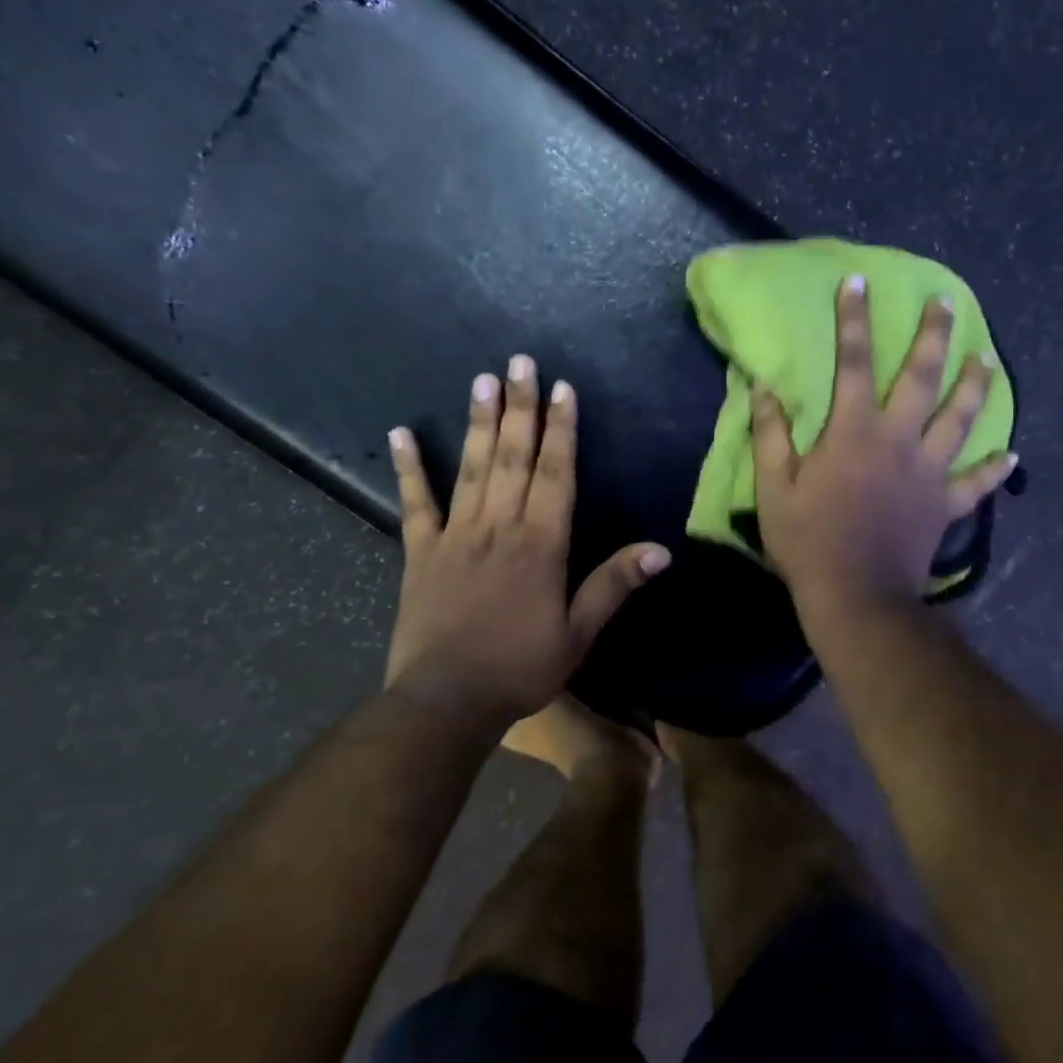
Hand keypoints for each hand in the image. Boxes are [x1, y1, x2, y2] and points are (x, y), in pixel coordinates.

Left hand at [383, 356, 669, 725]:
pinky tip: (400, 433)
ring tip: (482, 380)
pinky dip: (409, 467)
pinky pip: (415, 502)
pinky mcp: (421, 551)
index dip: (561, 430)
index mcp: (541, 544)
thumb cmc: (520, 667)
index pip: (556, 474)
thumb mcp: (579, 634)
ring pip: (472, 468)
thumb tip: (661, 550)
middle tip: (521, 362)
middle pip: (513, 457)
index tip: (562, 389)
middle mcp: (499, 527)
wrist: (446, 700)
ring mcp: (456, 535)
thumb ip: (614, 585)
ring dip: (479, 422)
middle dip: (521, 407)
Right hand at [752, 277, 1015, 610]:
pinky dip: (995, 469)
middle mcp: (898, 440)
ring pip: (960, 419)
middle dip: (934, 335)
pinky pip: (976, 483)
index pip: (854, 363)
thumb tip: (764, 388)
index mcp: (854, 432)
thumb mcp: (774, 488)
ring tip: (987, 359)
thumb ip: (770, 435)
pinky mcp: (945, 505)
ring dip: (975, 386)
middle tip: (946, 303)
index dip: (853, 320)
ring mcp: (928, 472)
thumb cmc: (808, 542)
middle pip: (922, 378)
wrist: (856, 596)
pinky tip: (1013, 455)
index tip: (858, 282)